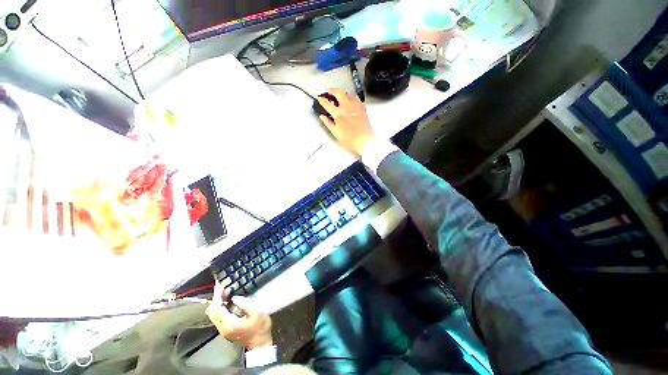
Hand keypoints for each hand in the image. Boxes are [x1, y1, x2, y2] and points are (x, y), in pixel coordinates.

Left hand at [205, 284, 271, 348]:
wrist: (260, 343)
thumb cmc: (260, 327)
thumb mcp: (256, 312)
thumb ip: (245, 304)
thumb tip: (235, 298)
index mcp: (229, 323)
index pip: (216, 308)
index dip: (217, 296)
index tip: (221, 286)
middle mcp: (223, 328)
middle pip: (212, 312)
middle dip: (216, 299)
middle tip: (225, 289)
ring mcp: (224, 330)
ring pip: (214, 315)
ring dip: (218, 303)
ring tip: (227, 293)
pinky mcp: (227, 330)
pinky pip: (219, 317)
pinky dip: (221, 308)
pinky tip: (229, 302)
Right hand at [317, 88, 376, 155]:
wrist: (364, 141)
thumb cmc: (349, 140)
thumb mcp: (336, 133)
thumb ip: (328, 123)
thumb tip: (322, 116)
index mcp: (338, 114)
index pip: (328, 104)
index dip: (322, 100)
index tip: (319, 98)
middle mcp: (346, 107)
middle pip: (339, 93)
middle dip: (333, 90)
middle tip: (329, 91)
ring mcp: (355, 106)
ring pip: (348, 94)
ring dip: (343, 93)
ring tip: (340, 96)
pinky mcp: (362, 108)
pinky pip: (356, 99)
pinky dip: (351, 98)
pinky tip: (351, 101)